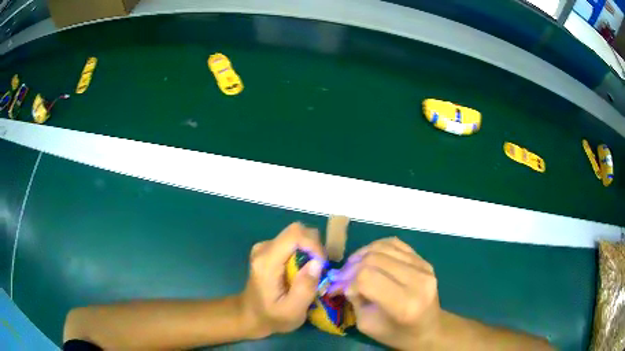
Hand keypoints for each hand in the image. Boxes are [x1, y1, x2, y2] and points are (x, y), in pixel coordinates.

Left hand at [240, 222, 325, 338]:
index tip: (323, 265)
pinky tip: (302, 271)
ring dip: (310, 250)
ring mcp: (265, 247)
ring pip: (296, 235)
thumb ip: (305, 288)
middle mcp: (264, 248)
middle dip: (314, 247)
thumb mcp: (292, 311)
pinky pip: (292, 242)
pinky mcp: (268, 249)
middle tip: (320, 270)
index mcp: (267, 262)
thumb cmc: (272, 316)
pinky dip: (303, 253)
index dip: (314, 245)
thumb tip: (317, 262)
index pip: (294, 235)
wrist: (250, 315)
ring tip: (312, 273)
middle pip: (296, 231)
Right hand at [332, 237, 440, 349]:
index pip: (368, 278)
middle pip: (374, 259)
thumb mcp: (367, 325)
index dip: (349, 282)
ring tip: (353, 266)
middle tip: (343, 278)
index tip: (344, 291)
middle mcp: (418, 281)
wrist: (428, 328)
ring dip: (362, 255)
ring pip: (383, 247)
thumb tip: (342, 279)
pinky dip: (376, 247)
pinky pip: (394, 243)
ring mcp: (424, 267)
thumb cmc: (396, 333)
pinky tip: (368, 257)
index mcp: (405, 304)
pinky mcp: (424, 260)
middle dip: (352, 267)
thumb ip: (355, 299)